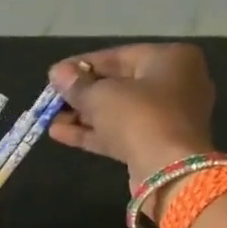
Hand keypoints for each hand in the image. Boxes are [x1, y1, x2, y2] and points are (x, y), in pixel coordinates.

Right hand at [47, 44, 217, 204]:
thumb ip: (77, 84)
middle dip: (82, 94)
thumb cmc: (138, 117)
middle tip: (51, 100)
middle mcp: (176, 83)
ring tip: (50, 120)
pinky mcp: (157, 145)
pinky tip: (60, 134)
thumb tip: (58, 73)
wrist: (169, 171)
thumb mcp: (101, 95)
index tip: (54, 75)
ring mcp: (168, 117)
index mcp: (170, 59)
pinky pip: (122, 132)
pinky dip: (94, 132)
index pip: (117, 56)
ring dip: (83, 116)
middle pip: (118, 84)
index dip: (81, 65)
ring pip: (118, 112)